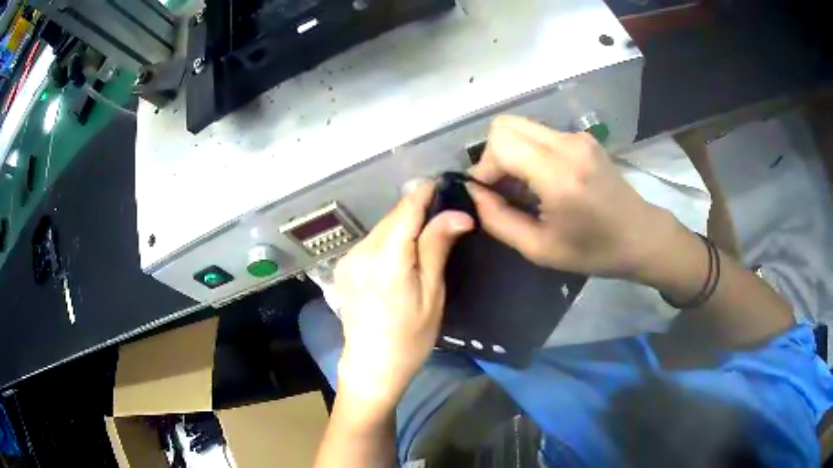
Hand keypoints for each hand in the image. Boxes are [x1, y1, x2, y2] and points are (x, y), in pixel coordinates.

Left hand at [334, 181, 473, 415]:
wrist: (372, 367)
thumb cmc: (410, 338)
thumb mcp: (432, 295)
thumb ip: (437, 248)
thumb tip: (458, 214)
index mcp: (386, 260)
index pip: (406, 210)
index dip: (425, 193)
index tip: (443, 184)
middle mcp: (361, 252)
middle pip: (392, 217)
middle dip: (416, 210)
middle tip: (444, 213)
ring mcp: (348, 260)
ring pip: (381, 228)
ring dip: (403, 225)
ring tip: (426, 233)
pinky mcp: (344, 268)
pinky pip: (371, 242)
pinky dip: (389, 239)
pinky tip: (402, 253)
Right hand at [470, 115, 676, 281]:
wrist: (640, 236)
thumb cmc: (593, 251)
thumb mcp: (539, 249)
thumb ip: (498, 220)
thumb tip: (474, 194)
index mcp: (559, 174)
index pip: (500, 143)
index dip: (484, 167)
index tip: (487, 194)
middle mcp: (567, 144)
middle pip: (505, 125)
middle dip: (493, 155)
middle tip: (501, 187)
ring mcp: (577, 137)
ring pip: (521, 126)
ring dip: (510, 153)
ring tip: (521, 186)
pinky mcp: (583, 138)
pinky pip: (540, 134)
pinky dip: (529, 152)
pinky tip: (541, 180)